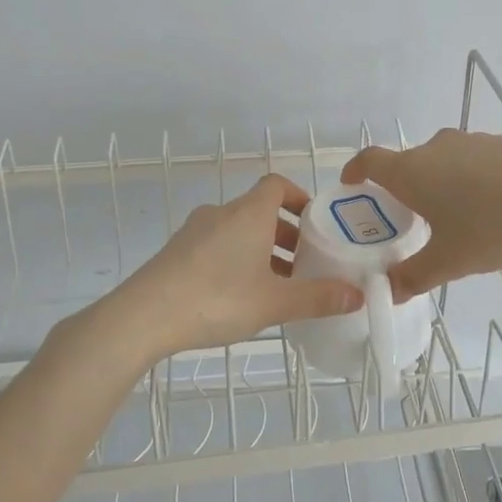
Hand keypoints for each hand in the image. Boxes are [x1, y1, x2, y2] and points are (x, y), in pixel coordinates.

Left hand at [104, 173, 364, 359]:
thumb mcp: (274, 303)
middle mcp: (222, 212)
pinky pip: (216, 245)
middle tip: (305, 264)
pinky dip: (236, 259)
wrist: (144, 316)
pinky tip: (240, 296)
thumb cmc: (217, 298)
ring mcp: (195, 231)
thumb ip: (317, 298)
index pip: (277, 185)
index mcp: (249, 213)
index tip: (315, 224)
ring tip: (276, 286)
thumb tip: (357, 295)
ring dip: (261, 249)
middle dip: (286, 233)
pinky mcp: (176, 251)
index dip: (299, 198)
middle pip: (260, 211)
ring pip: (238, 231)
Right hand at [342, 130, 501, 300]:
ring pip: (444, 161)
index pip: (370, 161)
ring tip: (457, 217)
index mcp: (412, 172)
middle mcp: (436, 148)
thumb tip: (389, 291)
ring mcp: (472, 141)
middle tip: (410, 219)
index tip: (351, 183)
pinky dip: (473, 179)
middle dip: (404, 189)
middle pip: (408, 164)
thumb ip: (414, 276)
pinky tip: (495, 206)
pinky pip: (476, 161)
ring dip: (441, 183)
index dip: (355, 171)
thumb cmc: (492, 224)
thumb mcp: (450, 261)